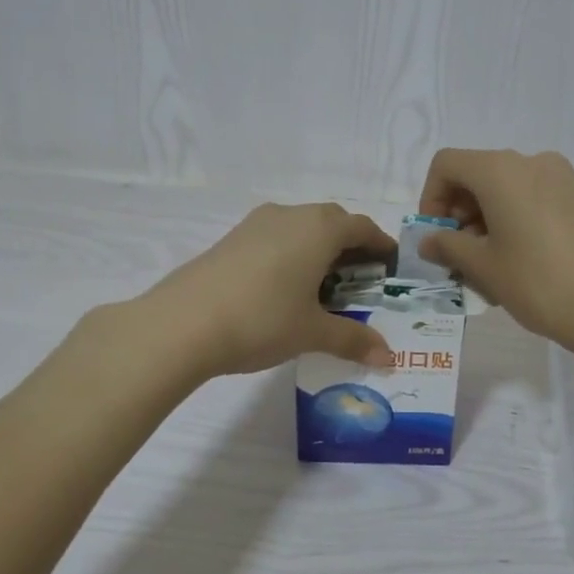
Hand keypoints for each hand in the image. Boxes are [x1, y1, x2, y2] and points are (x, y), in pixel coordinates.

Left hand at [142, 203, 397, 377]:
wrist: (182, 323)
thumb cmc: (262, 320)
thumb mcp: (312, 332)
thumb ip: (353, 340)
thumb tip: (388, 358)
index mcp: (319, 229)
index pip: (362, 227)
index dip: (380, 245)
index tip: (390, 265)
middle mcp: (290, 215)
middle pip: (332, 222)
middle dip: (351, 246)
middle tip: (361, 278)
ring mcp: (256, 224)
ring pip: (300, 228)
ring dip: (318, 249)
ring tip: (323, 285)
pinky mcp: (230, 239)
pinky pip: (274, 238)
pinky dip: (290, 254)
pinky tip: (284, 287)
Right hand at [417, 149, 573, 355]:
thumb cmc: (539, 283)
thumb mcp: (484, 267)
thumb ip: (448, 246)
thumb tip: (429, 241)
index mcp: (501, 170)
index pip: (447, 165)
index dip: (430, 199)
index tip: (436, 238)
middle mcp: (532, 162)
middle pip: (478, 175)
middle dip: (459, 214)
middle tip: (459, 259)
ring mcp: (563, 179)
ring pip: (507, 190)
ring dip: (486, 222)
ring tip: (490, 270)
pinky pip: (534, 199)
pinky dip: (515, 222)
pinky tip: (521, 264)